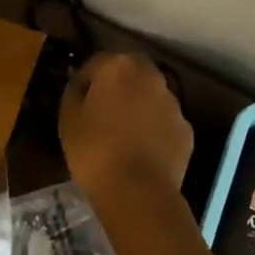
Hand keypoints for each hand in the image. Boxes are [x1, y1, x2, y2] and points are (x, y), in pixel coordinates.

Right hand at [59, 53, 194, 205]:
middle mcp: (150, 76)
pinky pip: (164, 122)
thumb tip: (81, 85)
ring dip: (139, 105)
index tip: (78, 102)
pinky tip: (142, 151)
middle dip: (117, 86)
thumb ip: (74, 92)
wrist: (137, 191)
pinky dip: (154, 129)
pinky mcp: (186, 130)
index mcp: (118, 67)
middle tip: (103, 111)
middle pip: (130, 72)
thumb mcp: (68, 119)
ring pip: (151, 96)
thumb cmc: (95, 150)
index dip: (85, 81)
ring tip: (124, 134)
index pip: (96, 63)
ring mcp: (173, 103)